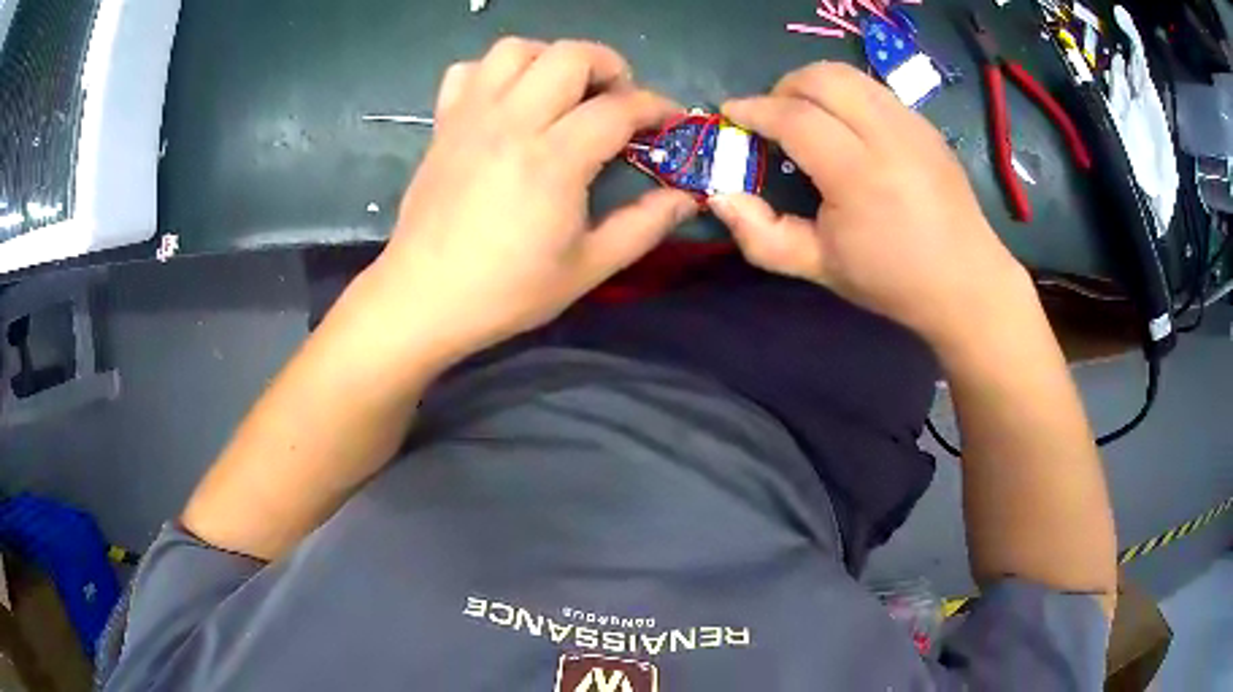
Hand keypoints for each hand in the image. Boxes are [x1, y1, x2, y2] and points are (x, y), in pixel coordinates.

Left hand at [367, 38, 696, 363]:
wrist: (423, 298)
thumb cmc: (507, 291)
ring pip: (516, 49)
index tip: (670, 122)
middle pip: (569, 56)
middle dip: (610, 66)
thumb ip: (644, 226)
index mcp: (553, 159)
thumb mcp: (588, 268)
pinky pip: (468, 71)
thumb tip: (687, 198)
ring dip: (551, 59)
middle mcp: (512, 122)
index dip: (656, 108)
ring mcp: (472, 117)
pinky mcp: (444, 124)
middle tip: (617, 100)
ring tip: (564, 92)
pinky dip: (495, 73)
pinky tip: (508, 101)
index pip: (618, 108)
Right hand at [710, 62, 1028, 348]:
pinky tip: (846, 129)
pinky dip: (846, 97)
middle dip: (783, 87)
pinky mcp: (927, 125)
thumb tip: (720, 196)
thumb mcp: (819, 268)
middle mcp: (890, 137)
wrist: (966, 283)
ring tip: (805, 116)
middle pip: (823, 78)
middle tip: (771, 116)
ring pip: (850, 75)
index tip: (731, 114)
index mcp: (860, 176)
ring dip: (814, 85)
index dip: (754, 109)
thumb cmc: (892, 280)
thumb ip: (761, 235)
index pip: (796, 118)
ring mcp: (914, 125)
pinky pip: (874, 90)